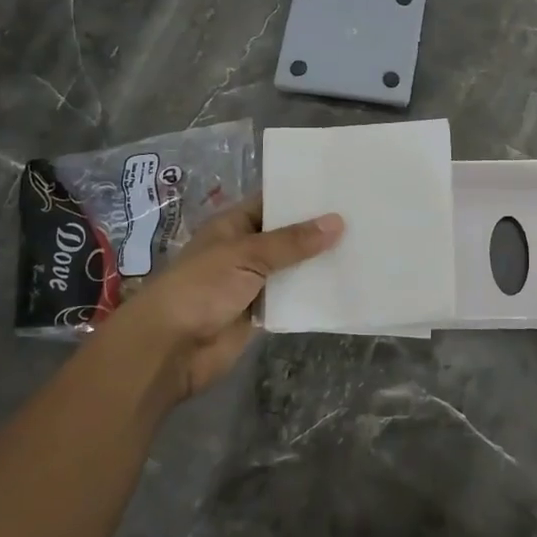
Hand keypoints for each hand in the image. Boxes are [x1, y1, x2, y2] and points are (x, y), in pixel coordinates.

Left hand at [103, 197, 342, 403]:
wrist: (170, 348)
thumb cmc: (201, 288)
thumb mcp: (247, 255)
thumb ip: (292, 242)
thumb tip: (337, 222)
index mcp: (233, 225)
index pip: (272, 202)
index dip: (302, 196)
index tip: (341, 188)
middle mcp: (244, 250)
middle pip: (287, 236)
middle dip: (318, 230)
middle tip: (364, 216)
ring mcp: (253, 283)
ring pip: (293, 268)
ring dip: (319, 263)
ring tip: (366, 246)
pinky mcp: (261, 313)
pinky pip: (293, 299)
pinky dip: (314, 294)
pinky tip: (347, 284)